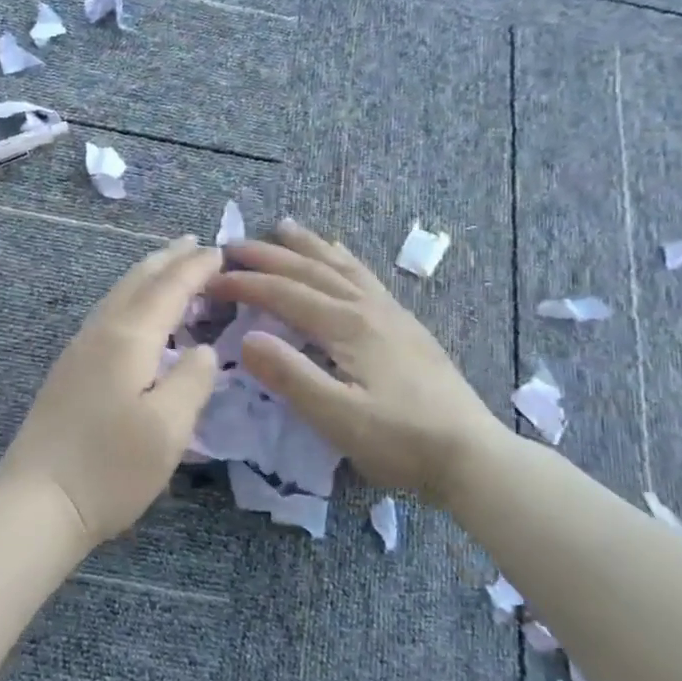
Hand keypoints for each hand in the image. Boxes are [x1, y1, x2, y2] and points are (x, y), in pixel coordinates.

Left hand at [0, 237, 220, 543]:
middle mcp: (99, 334)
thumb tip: (202, 350)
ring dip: (146, 277)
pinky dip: (130, 301)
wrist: (37, 503)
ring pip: (116, 297)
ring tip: (167, 267)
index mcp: (127, 339)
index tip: (220, 250)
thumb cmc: (110, 468)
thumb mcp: (169, 428)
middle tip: (193, 243)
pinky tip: (134, 315)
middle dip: (167, 260)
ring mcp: (77, 353)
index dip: (196, 269)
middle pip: (136, 283)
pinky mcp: (68, 374)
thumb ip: (192, 380)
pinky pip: (106, 317)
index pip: (168, 290)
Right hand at [206, 220, 506, 502]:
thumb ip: (290, 376)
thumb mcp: (337, 418)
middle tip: (231, 245)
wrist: (470, 453)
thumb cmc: (400, 440)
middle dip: (268, 256)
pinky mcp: (406, 326)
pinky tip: (342, 257)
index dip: (245, 285)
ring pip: (341, 266)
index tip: (211, 281)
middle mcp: (367, 308)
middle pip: (310, 270)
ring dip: (307, 245)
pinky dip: (343, 259)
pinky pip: (365, 277)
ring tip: (283, 227)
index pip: (284, 294)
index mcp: (347, 326)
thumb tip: (246, 340)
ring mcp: (391, 313)